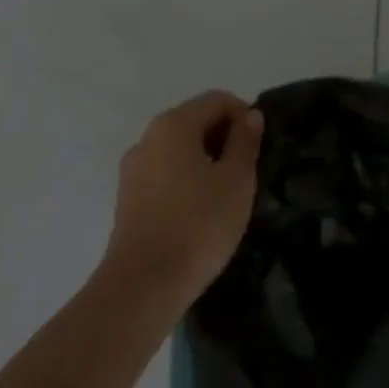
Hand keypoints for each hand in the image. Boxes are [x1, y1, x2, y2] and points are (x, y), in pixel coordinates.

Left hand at [103, 90, 263, 312]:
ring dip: (206, 161)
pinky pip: (165, 173)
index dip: (245, 116)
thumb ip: (245, 141)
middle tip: (248, 172)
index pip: (218, 100)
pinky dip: (186, 180)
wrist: (143, 287)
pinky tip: (200, 211)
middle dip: (225, 138)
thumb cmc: (198, 224)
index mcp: (174, 124)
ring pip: (180, 150)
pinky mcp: (127, 199)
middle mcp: (148, 137)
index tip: (260, 148)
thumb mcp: (237, 179)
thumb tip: (249, 116)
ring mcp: (133, 169)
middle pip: (196, 121)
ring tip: (226, 194)